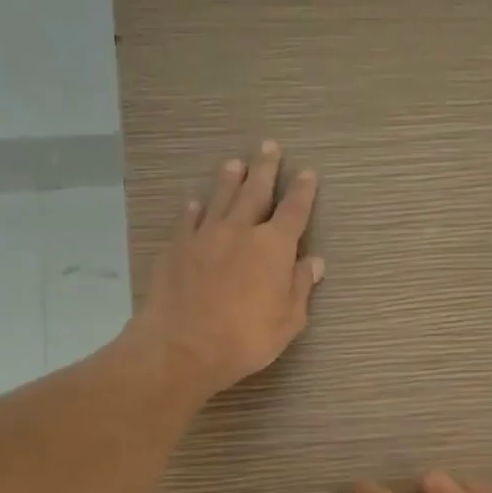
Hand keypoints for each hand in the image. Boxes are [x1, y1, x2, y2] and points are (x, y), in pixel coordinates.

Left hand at [129, 141, 323, 398]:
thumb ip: (300, 287)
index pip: (294, 211)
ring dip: (230, 179)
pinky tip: (195, 204)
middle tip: (269, 146)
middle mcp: (240, 230)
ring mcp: (205, 236)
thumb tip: (314, 262)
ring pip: (220, 198)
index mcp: (273, 247)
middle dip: (265, 168)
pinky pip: (188, 220)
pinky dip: (194, 209)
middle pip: (255, 191)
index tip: (308, 174)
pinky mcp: (176, 247)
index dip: (303, 192)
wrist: (183, 346)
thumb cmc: (245, 338)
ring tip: (235, 163)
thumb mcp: (287, 321)